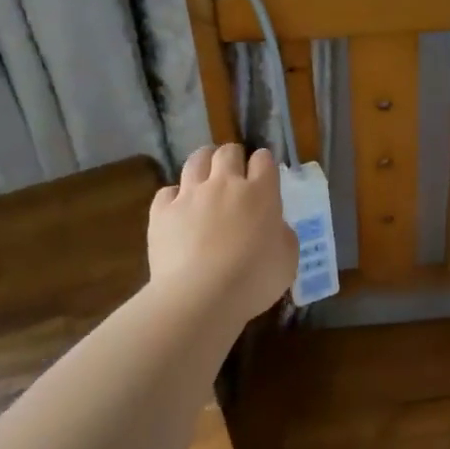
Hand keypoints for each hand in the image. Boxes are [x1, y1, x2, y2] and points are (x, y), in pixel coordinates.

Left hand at [148, 144, 297, 321]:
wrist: (201, 296)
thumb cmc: (254, 279)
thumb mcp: (287, 259)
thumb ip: (282, 234)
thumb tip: (273, 226)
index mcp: (260, 192)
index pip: (263, 160)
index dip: (263, 163)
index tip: (264, 174)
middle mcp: (224, 184)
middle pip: (228, 152)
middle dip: (233, 157)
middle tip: (234, 174)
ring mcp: (190, 195)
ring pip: (195, 161)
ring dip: (203, 164)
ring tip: (205, 177)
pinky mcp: (162, 212)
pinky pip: (167, 191)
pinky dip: (174, 196)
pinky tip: (178, 209)